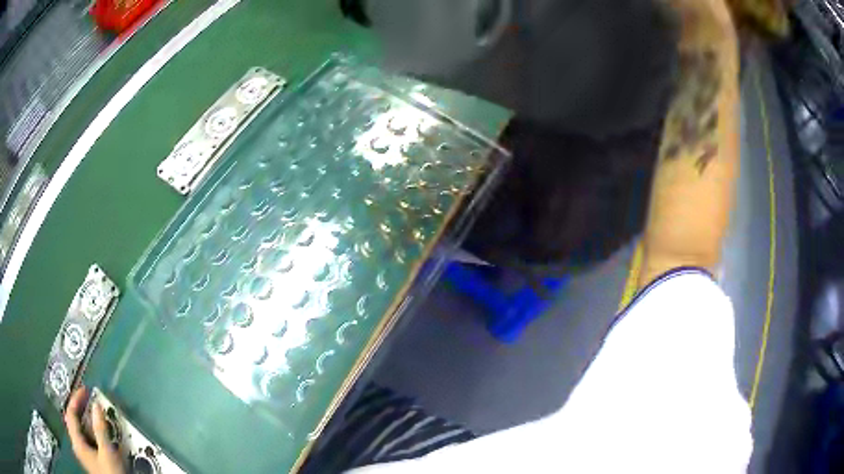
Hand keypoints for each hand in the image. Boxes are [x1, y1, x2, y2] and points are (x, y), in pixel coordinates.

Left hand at [64, 387, 125, 473]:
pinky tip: (100, 432)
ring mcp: (84, 453)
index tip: (85, 389)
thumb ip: (100, 429)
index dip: (76, 399)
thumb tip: (96, 404)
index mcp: (77, 441)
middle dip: (80, 407)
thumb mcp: (107, 452)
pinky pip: (87, 438)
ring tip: (96, 413)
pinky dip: (91, 430)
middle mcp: (77, 445)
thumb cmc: (110, 473)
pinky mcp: (91, 459)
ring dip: (87, 419)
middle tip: (89, 398)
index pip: (70, 413)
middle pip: (73, 420)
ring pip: (80, 429)